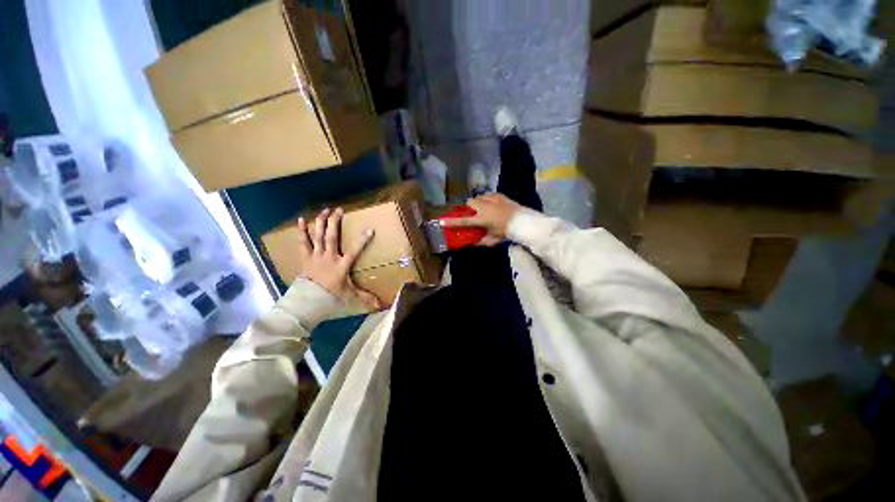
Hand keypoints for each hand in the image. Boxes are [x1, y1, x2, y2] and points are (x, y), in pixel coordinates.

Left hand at [294, 208, 381, 308]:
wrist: (308, 300)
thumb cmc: (331, 296)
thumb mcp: (349, 295)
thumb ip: (365, 297)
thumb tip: (380, 305)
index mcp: (341, 265)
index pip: (354, 250)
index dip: (362, 240)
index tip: (369, 229)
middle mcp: (329, 257)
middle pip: (332, 237)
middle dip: (335, 222)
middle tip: (339, 210)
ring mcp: (316, 255)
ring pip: (318, 236)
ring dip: (321, 222)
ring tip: (325, 210)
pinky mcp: (305, 257)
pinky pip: (303, 242)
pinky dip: (302, 231)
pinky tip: (301, 219)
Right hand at [440, 193, 521, 245]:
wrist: (523, 222)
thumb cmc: (506, 233)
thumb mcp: (492, 240)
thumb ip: (480, 241)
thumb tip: (471, 242)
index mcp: (481, 219)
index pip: (463, 221)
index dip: (451, 222)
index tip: (441, 221)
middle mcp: (484, 207)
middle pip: (469, 203)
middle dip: (468, 207)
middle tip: (472, 213)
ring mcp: (491, 199)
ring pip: (478, 197)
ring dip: (477, 203)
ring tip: (483, 208)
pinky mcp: (498, 195)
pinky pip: (487, 195)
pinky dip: (486, 199)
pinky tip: (491, 205)